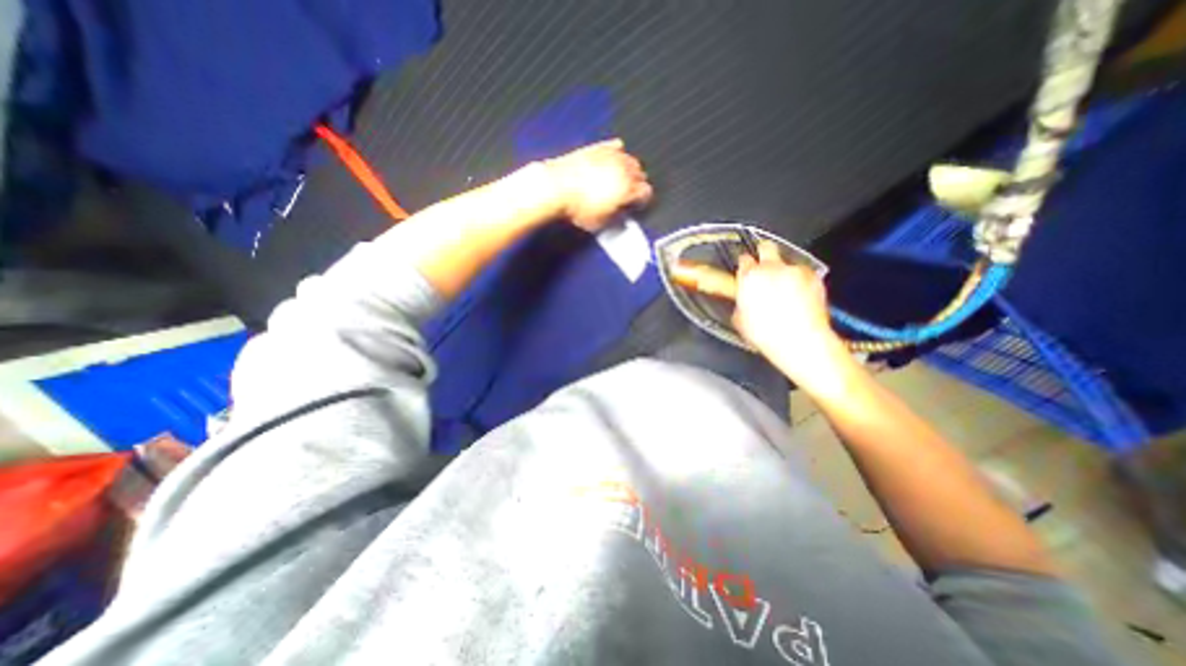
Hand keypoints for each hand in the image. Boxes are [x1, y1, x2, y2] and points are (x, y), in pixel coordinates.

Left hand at [545, 138, 653, 230]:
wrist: (557, 187)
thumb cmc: (577, 206)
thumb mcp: (601, 222)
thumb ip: (616, 218)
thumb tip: (620, 216)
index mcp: (628, 189)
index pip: (646, 192)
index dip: (642, 200)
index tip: (636, 205)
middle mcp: (624, 170)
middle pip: (641, 174)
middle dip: (637, 184)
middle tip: (629, 193)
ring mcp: (611, 156)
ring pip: (631, 160)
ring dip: (629, 169)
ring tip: (621, 179)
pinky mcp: (598, 148)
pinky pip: (615, 147)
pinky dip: (617, 153)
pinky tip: (613, 159)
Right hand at [733, 241, 853, 389]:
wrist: (800, 341)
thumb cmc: (766, 334)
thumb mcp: (740, 320)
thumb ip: (741, 303)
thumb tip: (744, 301)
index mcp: (749, 277)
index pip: (744, 259)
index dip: (745, 265)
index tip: (746, 270)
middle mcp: (772, 268)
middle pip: (766, 247)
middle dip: (764, 253)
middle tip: (764, 267)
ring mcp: (795, 271)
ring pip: (787, 263)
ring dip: (784, 272)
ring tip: (785, 292)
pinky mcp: (813, 277)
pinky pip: (804, 274)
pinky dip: (801, 281)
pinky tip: (799, 297)